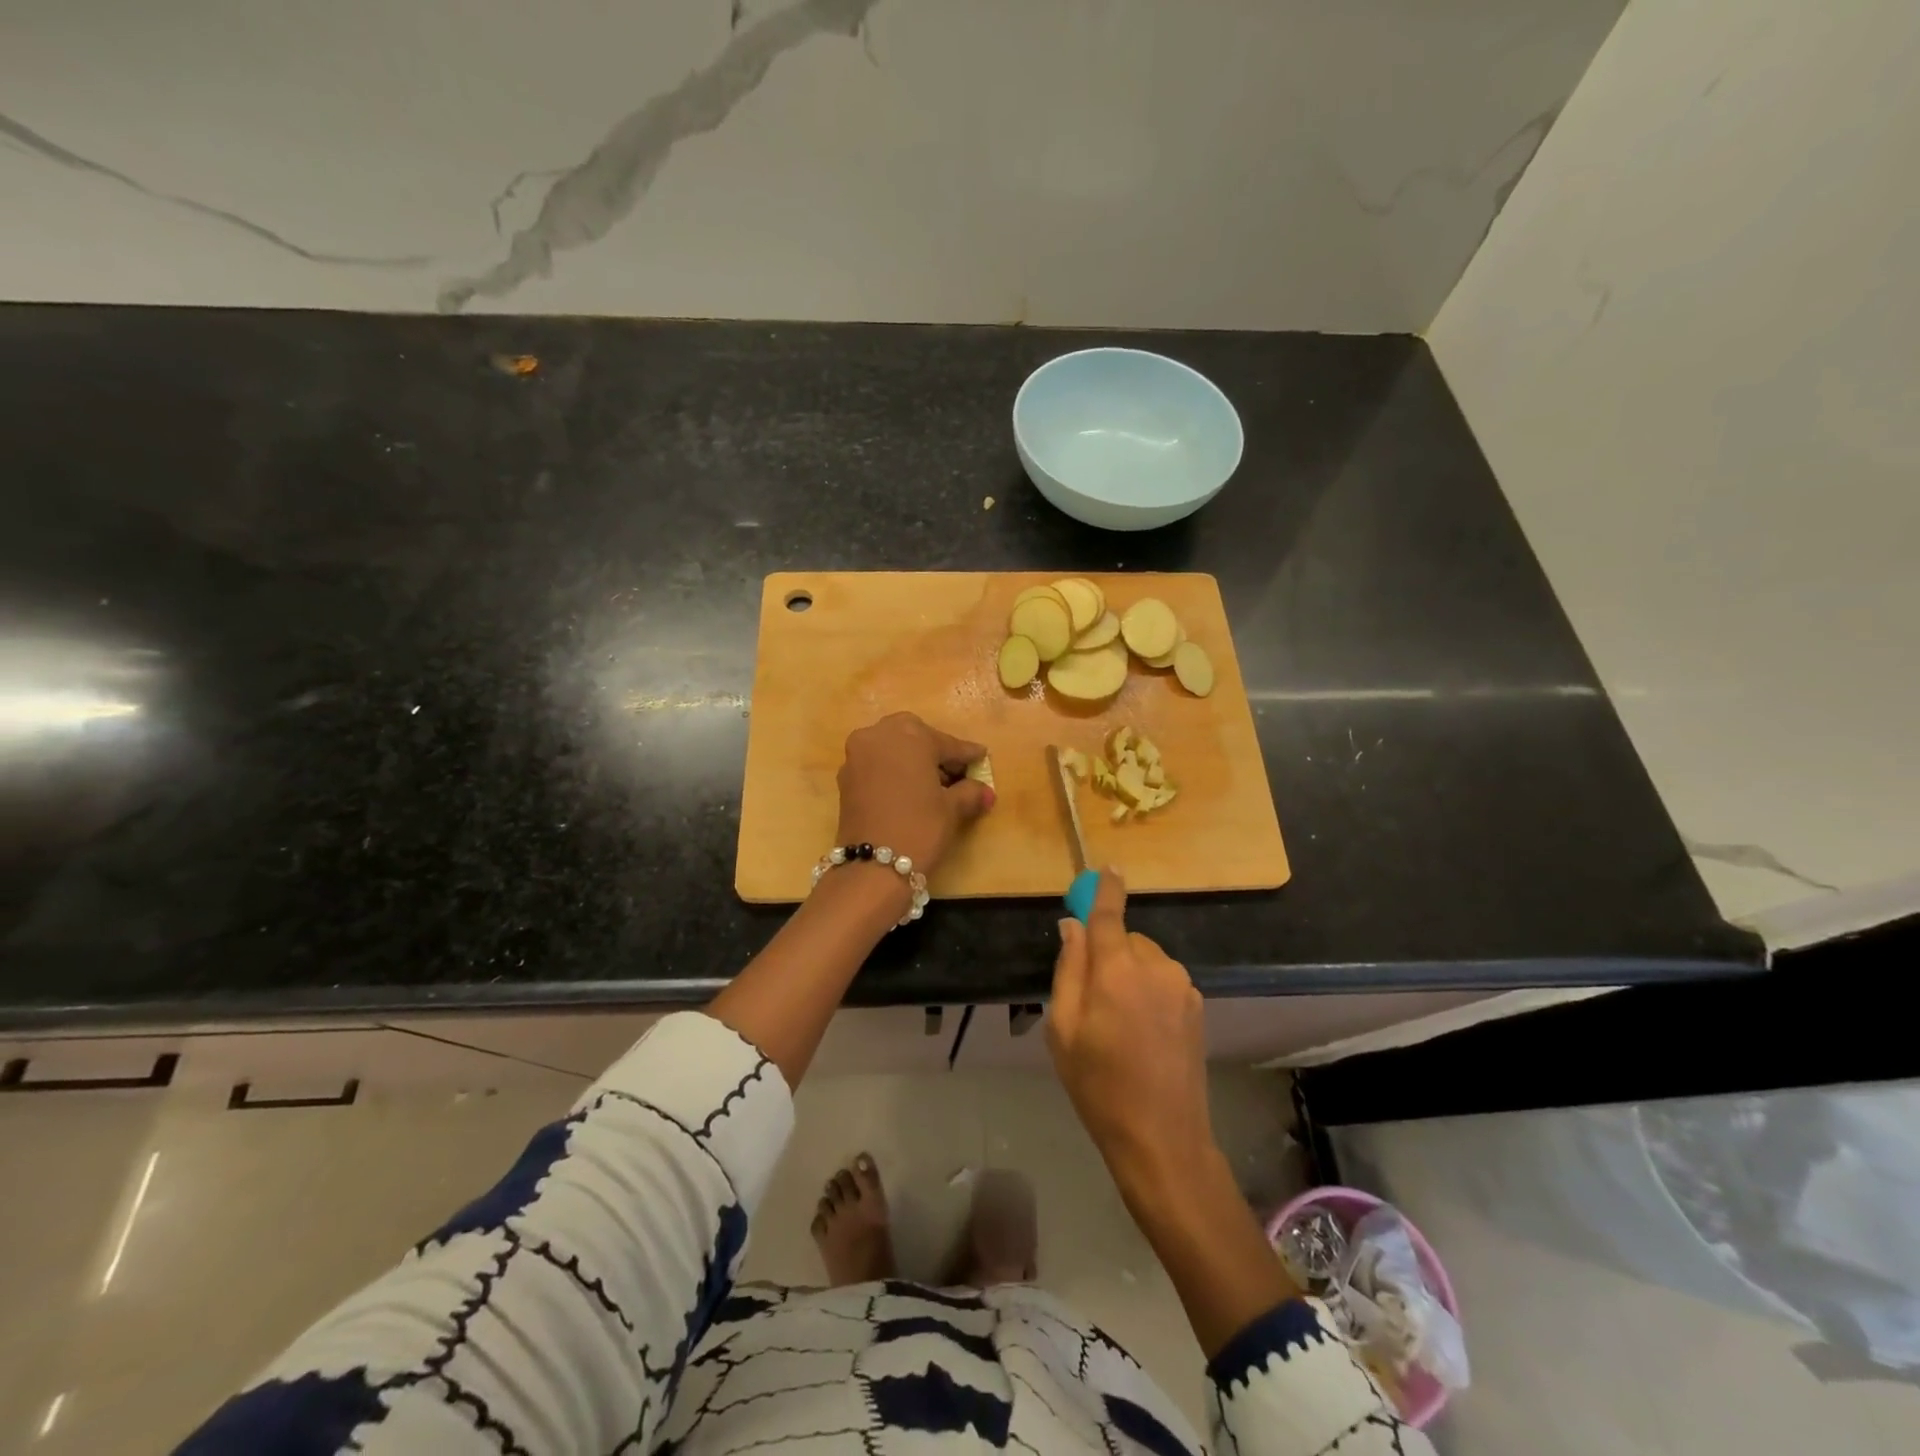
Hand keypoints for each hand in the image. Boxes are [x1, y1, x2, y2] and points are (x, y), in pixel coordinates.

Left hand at [834, 712, 994, 876]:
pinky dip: (893, 771)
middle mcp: (879, 735)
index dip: (967, 755)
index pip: (947, 744)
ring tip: (933, 784)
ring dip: (912, 759)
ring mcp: (857, 755)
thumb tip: (985, 791)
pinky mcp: (845, 777)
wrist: (872, 867)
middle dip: (935, 751)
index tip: (981, 757)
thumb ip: (970, 792)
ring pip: (892, 748)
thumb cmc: (920, 828)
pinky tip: (909, 791)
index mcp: (910, 735)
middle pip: (915, 737)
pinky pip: (876, 764)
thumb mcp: (952, 809)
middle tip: (954, 772)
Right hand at [1046, 871, 1213, 1191]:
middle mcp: (1155, 967)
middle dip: (1107, 952)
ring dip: (1129, 973)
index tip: (1107, 867)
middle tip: (1091, 999)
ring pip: (1145, 959)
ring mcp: (1182, 985)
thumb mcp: (1063, 1030)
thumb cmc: (1099, 1086)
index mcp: (1117, 970)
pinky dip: (1148, 989)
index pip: (1109, 914)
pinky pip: (1163, 979)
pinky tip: (1143, 1031)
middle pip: (1125, 938)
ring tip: (1118, 1023)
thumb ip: (1068, 970)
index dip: (1106, 888)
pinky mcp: (1197, 1004)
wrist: (1163, 1138)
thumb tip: (1072, 927)